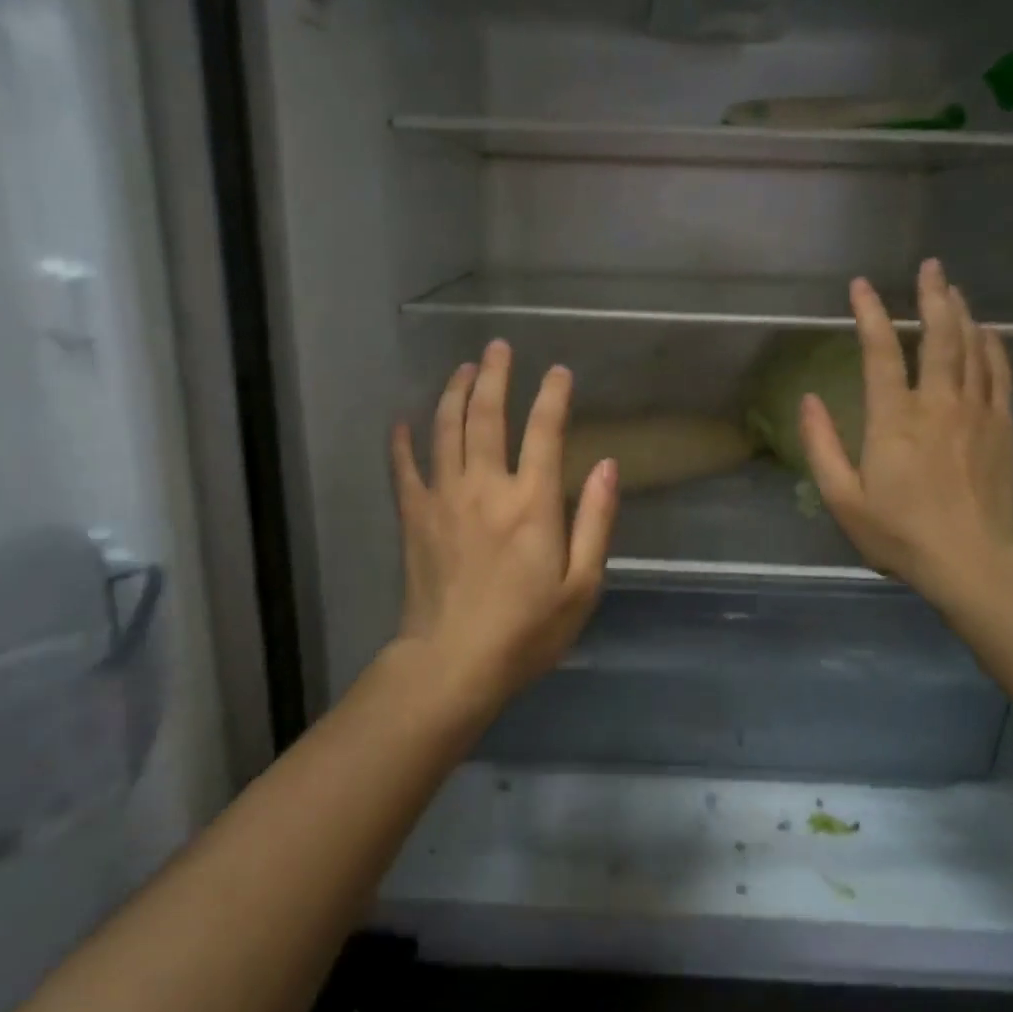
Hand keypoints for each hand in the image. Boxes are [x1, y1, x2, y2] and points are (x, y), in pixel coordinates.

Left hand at [389, 340, 619, 710]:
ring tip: (463, 369)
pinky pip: (404, 469)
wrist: (453, 663)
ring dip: (455, 394)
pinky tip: (402, 421)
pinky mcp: (414, 518)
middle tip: (499, 347)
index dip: (553, 396)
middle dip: (496, 376)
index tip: (559, 373)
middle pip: (488, 416)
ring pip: (446, 430)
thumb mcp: (581, 585)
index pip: (545, 431)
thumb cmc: (526, 632)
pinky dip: (402, 442)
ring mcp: (444, 498)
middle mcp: (486, 487)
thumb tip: (609, 466)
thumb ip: (596, 521)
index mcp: (532, 503)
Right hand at [799, 259, 1012, 605]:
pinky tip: (987, 333)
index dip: (870, 314)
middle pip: (939, 336)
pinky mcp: (1003, 426)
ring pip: (973, 347)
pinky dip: (992, 346)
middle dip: (932, 296)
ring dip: (962, 313)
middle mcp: (938, 404)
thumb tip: (808, 400)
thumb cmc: (901, 533)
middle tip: (930, 265)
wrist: (976, 561)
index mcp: (894, 419)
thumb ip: (822, 446)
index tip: (860, 286)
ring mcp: (977, 412)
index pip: (881, 352)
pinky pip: (998, 373)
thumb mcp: (843, 498)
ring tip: (953, 288)